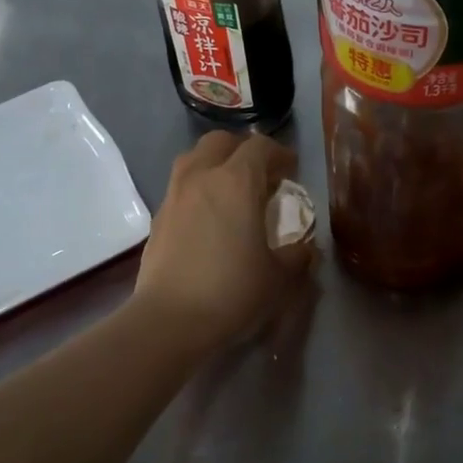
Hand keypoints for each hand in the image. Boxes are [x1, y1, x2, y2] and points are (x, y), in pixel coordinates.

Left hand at [133, 131, 313, 350]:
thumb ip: (297, 256)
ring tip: (231, 192)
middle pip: (220, 142)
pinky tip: (208, 219)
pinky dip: (198, 190)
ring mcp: (174, 196)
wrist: (170, 320)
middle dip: (243, 151)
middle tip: (260, 175)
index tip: (291, 171)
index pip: (259, 147)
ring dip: (215, 165)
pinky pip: (180, 188)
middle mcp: (201, 178)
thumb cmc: (233, 291)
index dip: (279, 154)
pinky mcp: (157, 219)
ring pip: (193, 160)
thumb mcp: (278, 277)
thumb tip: (305, 249)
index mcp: (236, 182)